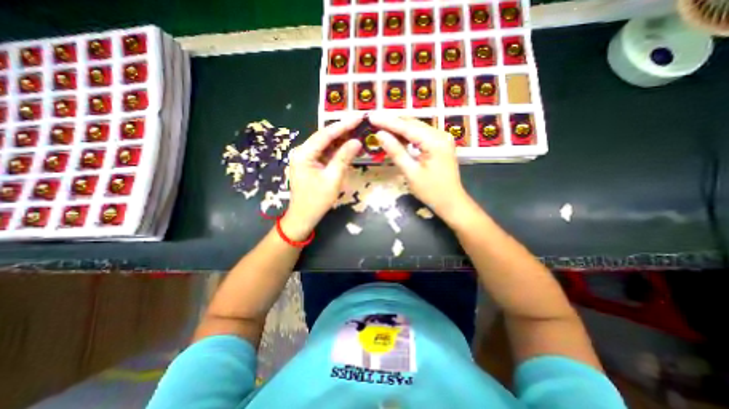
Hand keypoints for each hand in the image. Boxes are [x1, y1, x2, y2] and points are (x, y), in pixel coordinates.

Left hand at [285, 114, 363, 238]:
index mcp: (304, 153)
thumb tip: (357, 141)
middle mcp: (302, 151)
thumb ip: (344, 158)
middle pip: (325, 137)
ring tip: (357, 132)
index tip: (358, 117)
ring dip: (341, 140)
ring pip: (325, 144)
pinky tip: (348, 147)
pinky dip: (336, 150)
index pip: (326, 134)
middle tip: (360, 122)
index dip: (343, 125)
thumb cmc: (317, 200)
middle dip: (343, 130)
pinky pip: (325, 153)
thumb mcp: (333, 179)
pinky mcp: (309, 164)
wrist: (303, 216)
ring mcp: (305, 157)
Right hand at [371, 113, 466, 222]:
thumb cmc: (431, 191)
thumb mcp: (411, 173)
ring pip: (416, 127)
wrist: (451, 202)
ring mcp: (442, 138)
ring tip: (381, 127)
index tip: (371, 117)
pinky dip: (408, 135)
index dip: (387, 122)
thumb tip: (380, 135)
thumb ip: (396, 152)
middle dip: (392, 122)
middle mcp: (440, 135)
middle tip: (374, 121)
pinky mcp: (440, 144)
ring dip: (399, 127)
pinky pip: (421, 134)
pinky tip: (396, 136)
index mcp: (434, 141)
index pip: (407, 127)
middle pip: (412, 123)